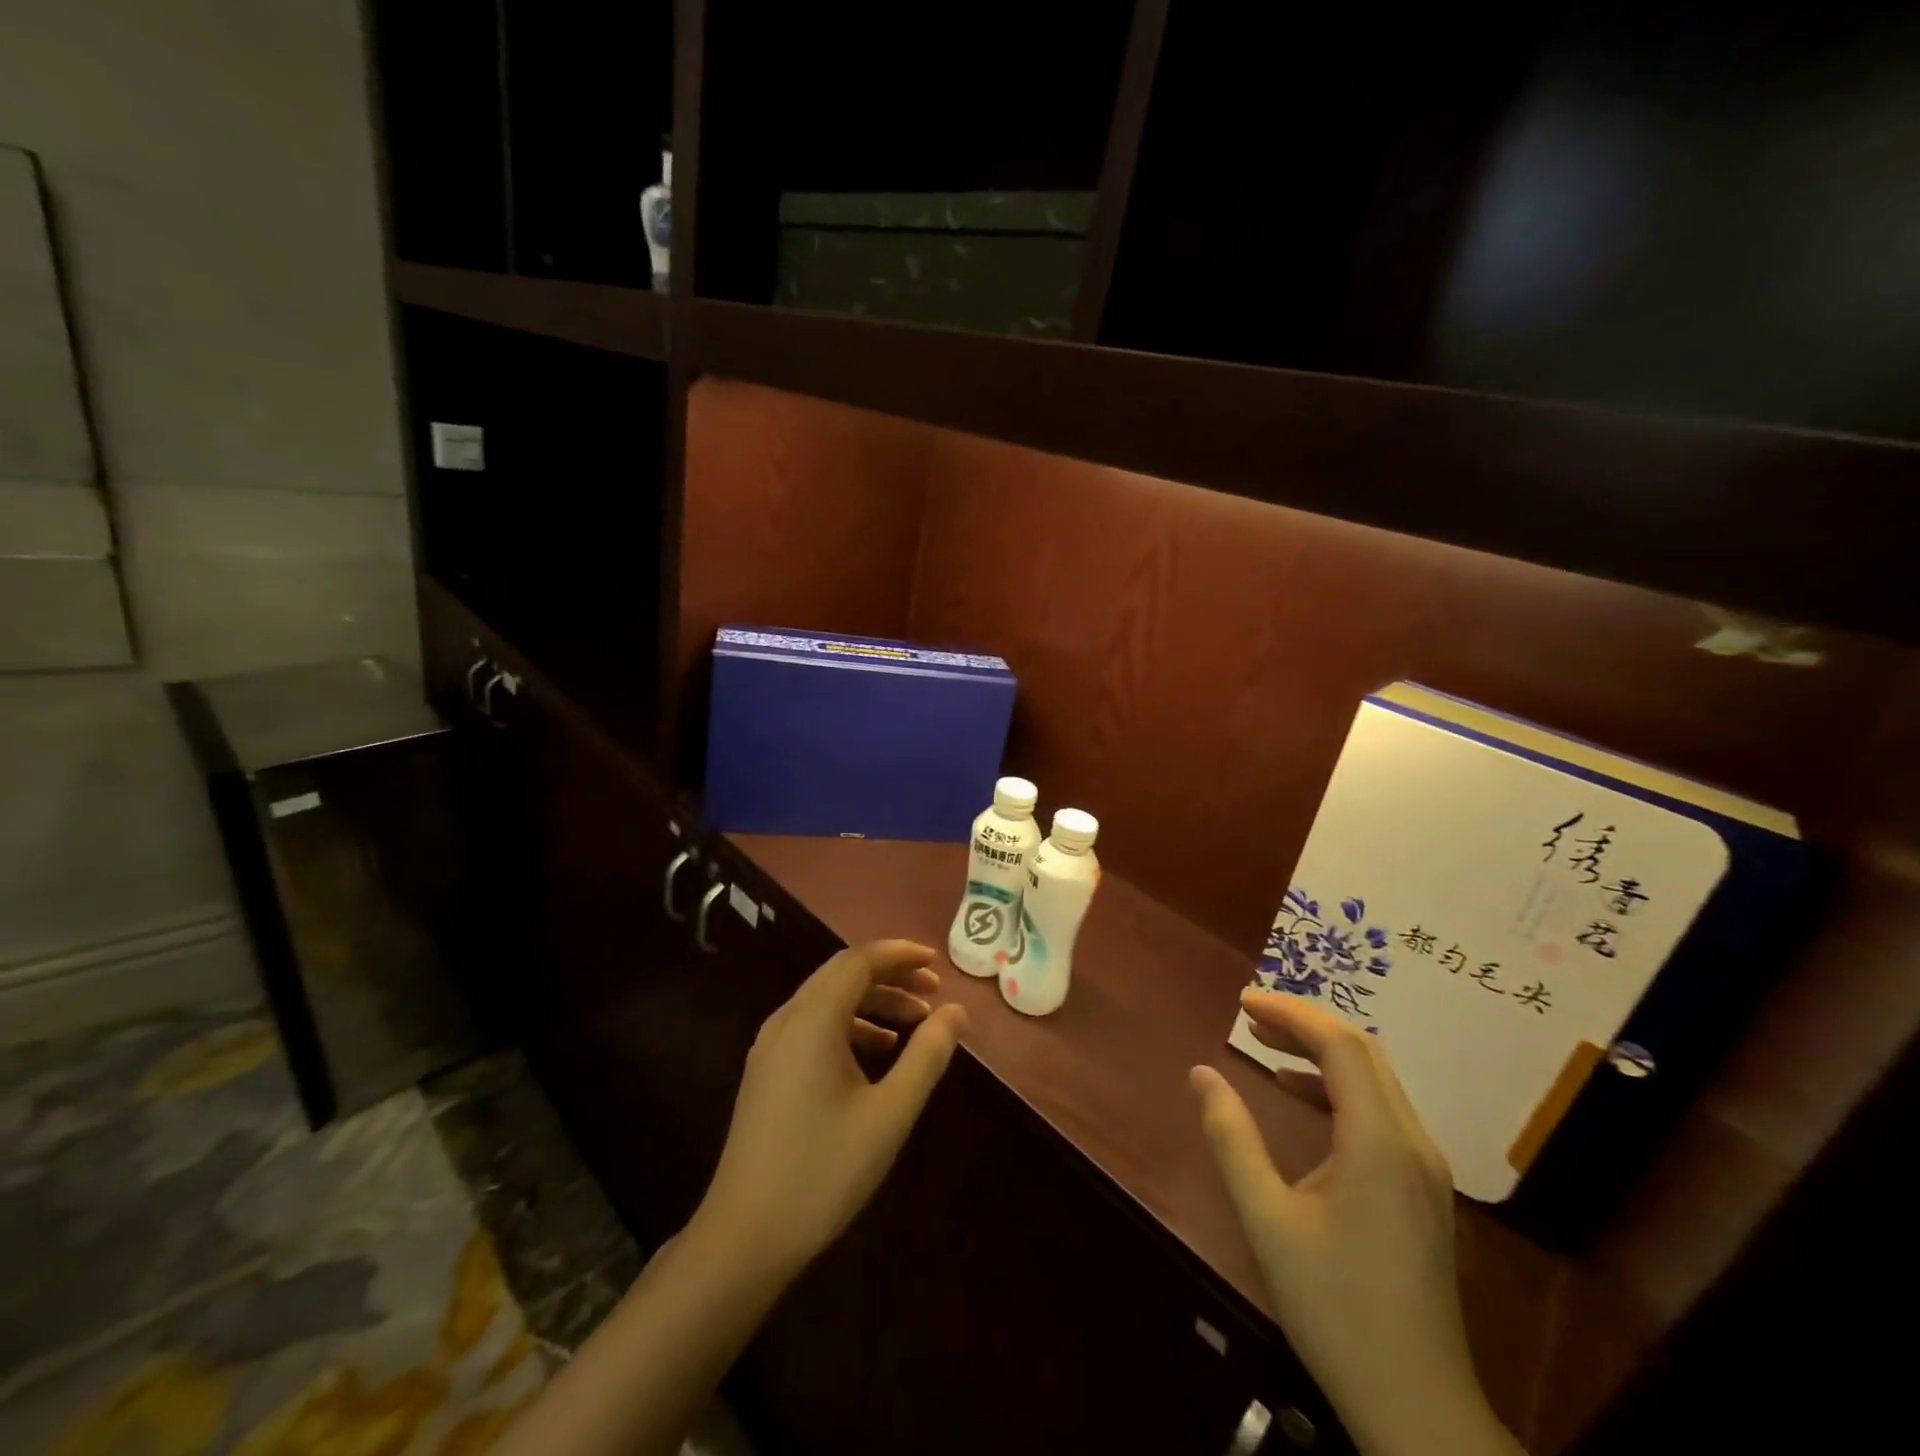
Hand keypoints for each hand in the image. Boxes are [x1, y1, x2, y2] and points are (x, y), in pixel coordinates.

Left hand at [697, 939, 968, 1277]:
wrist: (744, 1236)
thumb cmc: (823, 1171)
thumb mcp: (890, 1114)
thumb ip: (927, 1056)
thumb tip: (955, 1012)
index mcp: (813, 1019)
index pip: (859, 961)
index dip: (900, 954)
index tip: (936, 964)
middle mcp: (787, 1019)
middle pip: (842, 974)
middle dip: (890, 975)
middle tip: (932, 991)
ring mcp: (771, 1045)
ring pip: (827, 999)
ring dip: (872, 1000)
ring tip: (915, 1021)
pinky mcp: (766, 1070)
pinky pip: (813, 1024)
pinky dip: (850, 1024)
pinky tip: (878, 1050)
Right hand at [1191, 991, 1520, 1455]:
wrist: (1417, 1406)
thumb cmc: (1335, 1309)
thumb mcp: (1267, 1220)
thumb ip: (1231, 1138)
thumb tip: (1201, 1073)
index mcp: (1380, 1143)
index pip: (1340, 1046)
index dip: (1291, 1013)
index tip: (1242, 1002)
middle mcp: (1413, 1142)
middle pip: (1363, 1052)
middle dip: (1304, 1022)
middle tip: (1249, 1014)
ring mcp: (1425, 1166)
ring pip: (1375, 1078)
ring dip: (1320, 1050)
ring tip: (1264, 1042)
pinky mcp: (1422, 1188)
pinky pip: (1380, 1109)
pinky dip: (1337, 1085)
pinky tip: (1298, 1094)